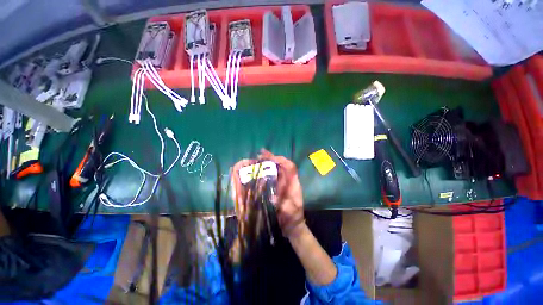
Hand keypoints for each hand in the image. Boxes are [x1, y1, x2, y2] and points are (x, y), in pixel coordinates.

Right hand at [257, 149, 303, 235]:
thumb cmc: (293, 218)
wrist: (291, 225)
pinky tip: (257, 170)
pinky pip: (270, 176)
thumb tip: (272, 198)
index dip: (281, 161)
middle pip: (281, 165)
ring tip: (257, 159)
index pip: (290, 167)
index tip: (271, 158)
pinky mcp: (275, 188)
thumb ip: (284, 206)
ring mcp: (281, 184)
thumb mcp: (291, 213)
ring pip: (275, 169)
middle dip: (272, 158)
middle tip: (260, 154)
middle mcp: (287, 180)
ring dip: (267, 163)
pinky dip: (264, 172)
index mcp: (293, 183)